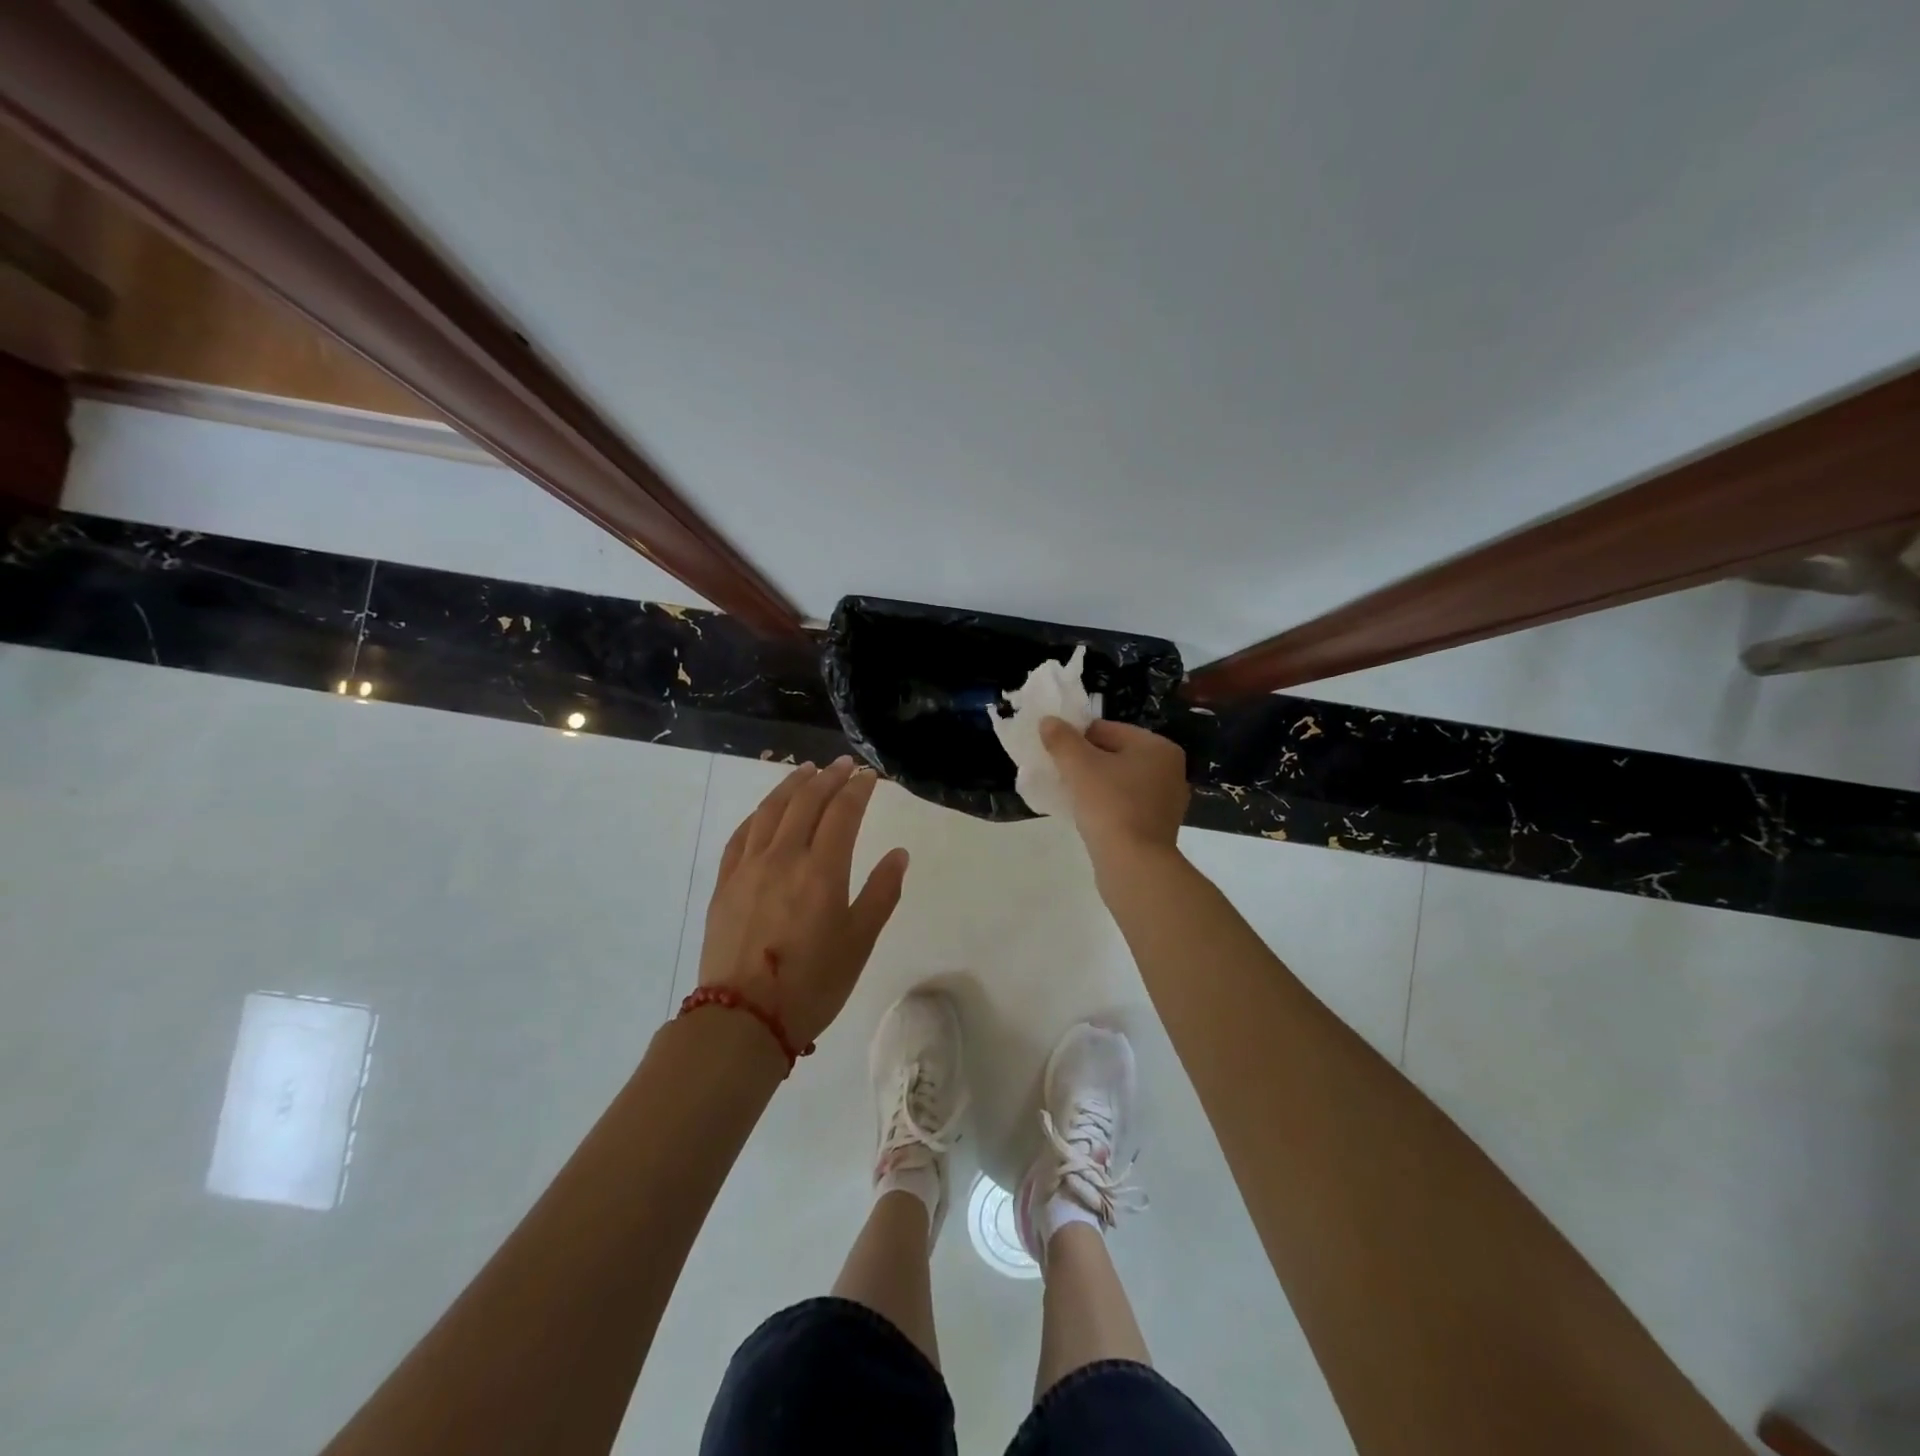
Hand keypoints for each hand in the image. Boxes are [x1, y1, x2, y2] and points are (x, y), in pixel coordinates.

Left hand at [697, 757, 909, 1049]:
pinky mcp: (725, 883)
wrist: (743, 1018)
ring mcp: (748, 867)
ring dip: (791, 785)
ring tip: (806, 771)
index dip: (858, 789)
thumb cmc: (812, 983)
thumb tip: (899, 854)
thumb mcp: (860, 942)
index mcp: (822, 870)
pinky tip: (765, 811)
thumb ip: (881, 893)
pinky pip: (741, 835)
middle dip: (828, 778)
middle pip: (806, 802)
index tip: (869, 776)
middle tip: (843, 765)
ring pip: (770, 811)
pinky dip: (758, 814)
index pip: (842, 813)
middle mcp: (783, 857)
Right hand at [1039, 717, 1189, 864]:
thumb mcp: (1079, 766)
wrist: (1134, 865)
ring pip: (1119, 781)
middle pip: (1114, 755)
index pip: (1107, 729)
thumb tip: (1048, 721)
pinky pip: (1125, 805)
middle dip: (1085, 762)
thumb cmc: (1110, 806)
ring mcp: (1166, 801)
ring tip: (1069, 795)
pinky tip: (1086, 815)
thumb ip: (1061, 739)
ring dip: (1093, 785)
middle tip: (1058, 774)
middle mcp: (1169, 770)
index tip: (1054, 753)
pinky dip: (1105, 806)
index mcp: (1158, 747)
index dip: (1076, 738)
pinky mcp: (1157, 827)